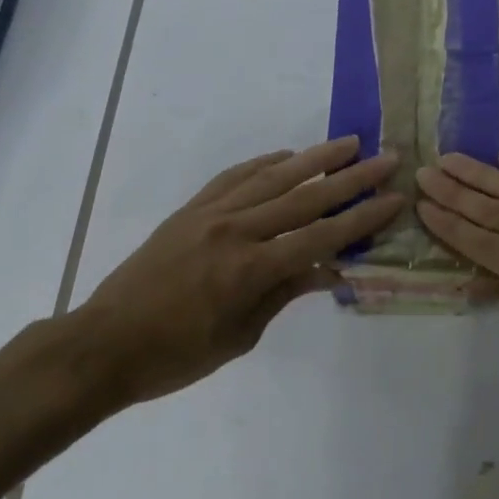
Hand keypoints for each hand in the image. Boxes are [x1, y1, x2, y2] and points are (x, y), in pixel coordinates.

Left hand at [54, 137, 402, 410]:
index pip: (321, 236)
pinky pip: (234, 177)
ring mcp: (210, 214)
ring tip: (347, 143)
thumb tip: (329, 269)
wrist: (104, 344)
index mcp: (251, 269)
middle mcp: (235, 231)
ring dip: (314, 158)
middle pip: (305, 198)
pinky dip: (264, 163)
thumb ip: (284, 293)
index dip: (362, 218)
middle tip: (385, 157)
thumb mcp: (240, 336)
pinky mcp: (191, 210)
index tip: (394, 198)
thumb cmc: (175, 356)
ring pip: (272, 177)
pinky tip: (287, 156)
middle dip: (351, 178)